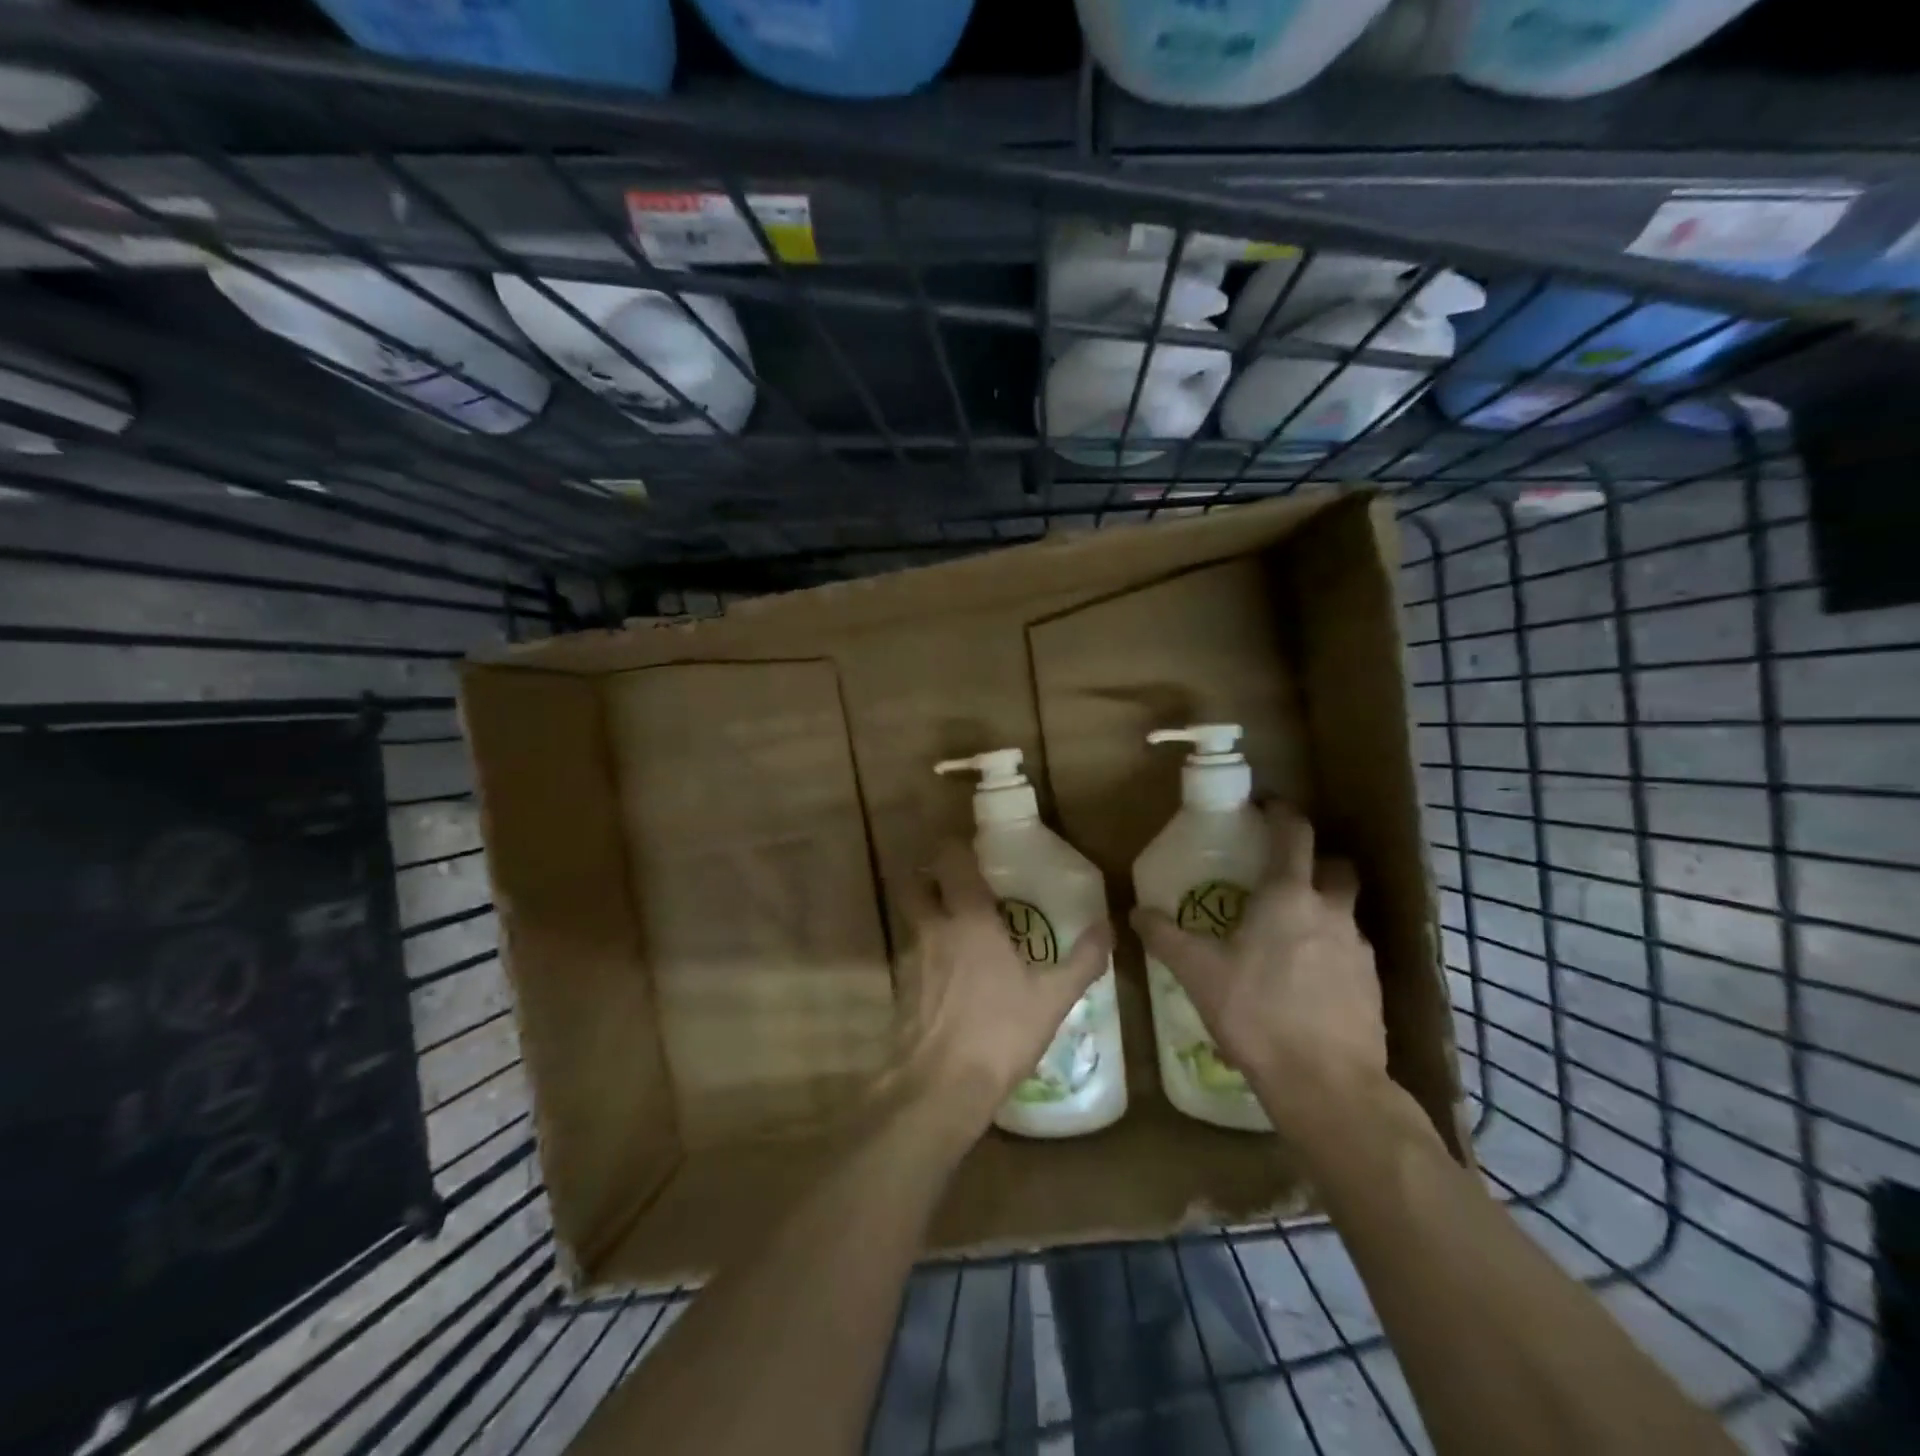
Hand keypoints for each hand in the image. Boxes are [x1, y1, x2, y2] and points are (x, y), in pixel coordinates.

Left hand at [893, 841, 1113, 1134]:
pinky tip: (950, 975)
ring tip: (959, 928)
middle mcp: (933, 928)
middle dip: (929, 875)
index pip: (950, 860)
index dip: (956, 847)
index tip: (974, 849)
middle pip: (915, 882)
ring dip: (928, 913)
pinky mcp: (901, 988)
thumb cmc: (999, 1032)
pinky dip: (926, 952)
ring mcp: (911, 958)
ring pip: (911, 918)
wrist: (939, 1086)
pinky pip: (911, 954)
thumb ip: (1082, 960)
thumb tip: (1108, 927)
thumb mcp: (1052, 998)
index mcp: (969, 918)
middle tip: (957, 883)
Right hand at [1131, 803, 1384, 1133]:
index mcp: (1288, 896)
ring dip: (1323, 908)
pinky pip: (1352, 950)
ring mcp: (1359, 948)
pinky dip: (1332, 949)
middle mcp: (1331, 912)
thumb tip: (1135, 913)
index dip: (1282, 814)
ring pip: (1346, 909)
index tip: (1267, 807)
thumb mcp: (1199, 974)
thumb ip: (1166, 937)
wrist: (1327, 1084)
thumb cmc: (1257, 1014)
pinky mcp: (1373, 985)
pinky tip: (1308, 979)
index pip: (1294, 834)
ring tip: (1290, 933)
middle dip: (1315, 861)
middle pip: (1335, 866)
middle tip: (1283, 875)